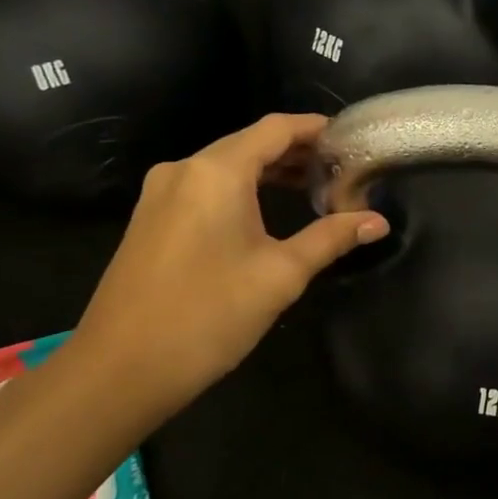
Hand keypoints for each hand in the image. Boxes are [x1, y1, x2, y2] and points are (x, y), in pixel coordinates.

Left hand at [55, 114, 388, 424]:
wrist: (119, 370)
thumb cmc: (208, 315)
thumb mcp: (281, 275)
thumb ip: (331, 238)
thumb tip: (378, 221)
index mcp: (217, 172)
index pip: (276, 129)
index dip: (315, 128)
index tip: (351, 138)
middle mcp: (184, 170)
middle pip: (250, 143)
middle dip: (297, 152)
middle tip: (341, 169)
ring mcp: (160, 194)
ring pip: (226, 166)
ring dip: (270, 172)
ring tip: (314, 188)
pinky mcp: (150, 219)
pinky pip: (205, 187)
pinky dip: (242, 189)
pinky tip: (265, 212)